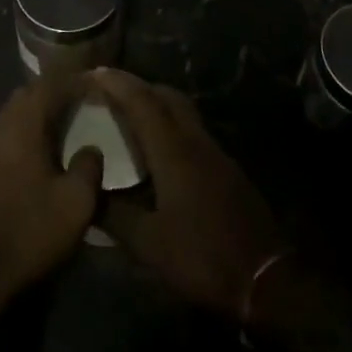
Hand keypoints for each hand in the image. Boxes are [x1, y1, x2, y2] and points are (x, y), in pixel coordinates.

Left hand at [0, 77, 103, 348]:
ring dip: (39, 109)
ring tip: (68, 119)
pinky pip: (8, 130)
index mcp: (23, 124)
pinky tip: (44, 147)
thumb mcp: (76, 202)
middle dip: (55, 89)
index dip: (73, 77)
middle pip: (29, 92)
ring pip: (15, 111)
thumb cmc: (29, 231)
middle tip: (84, 97)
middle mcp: (1, 125)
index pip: (49, 83)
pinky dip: (28, 128)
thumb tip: (91, 147)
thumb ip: (89, 167)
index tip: (96, 78)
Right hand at [90, 69, 285, 322]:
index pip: (142, 102)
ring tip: (131, 115)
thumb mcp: (149, 244)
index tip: (95, 72)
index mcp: (173, 151)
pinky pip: (192, 131)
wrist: (265, 279)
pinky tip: (160, 149)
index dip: (118, 84)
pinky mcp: (227, 169)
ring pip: (183, 111)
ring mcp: (215, 153)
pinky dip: (171, 125)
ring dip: (157, 104)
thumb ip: (114, 215)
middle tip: (111, 91)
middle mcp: (195, 141)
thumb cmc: (201, 256)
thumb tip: (86, 193)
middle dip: (138, 86)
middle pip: (167, 96)